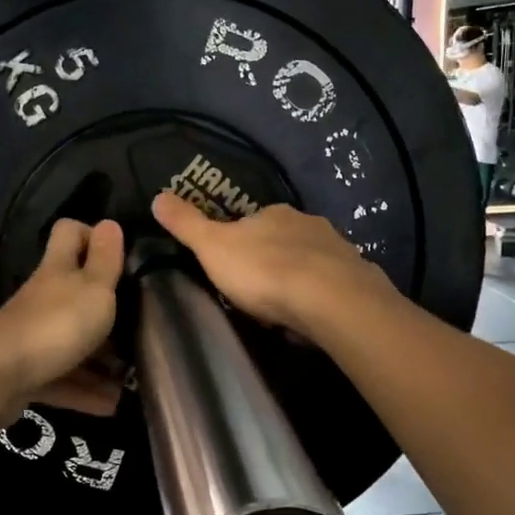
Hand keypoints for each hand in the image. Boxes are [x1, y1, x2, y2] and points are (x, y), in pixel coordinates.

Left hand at [0, 218, 123, 416]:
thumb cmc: (55, 325)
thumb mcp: (94, 288)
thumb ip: (105, 259)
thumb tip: (110, 222)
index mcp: (58, 271)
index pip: (68, 233)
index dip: (91, 235)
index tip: (118, 254)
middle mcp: (44, 298)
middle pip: (75, 294)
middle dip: (106, 309)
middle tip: (138, 325)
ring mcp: (33, 336)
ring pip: (72, 342)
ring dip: (101, 361)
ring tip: (131, 378)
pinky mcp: (26, 372)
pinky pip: (63, 379)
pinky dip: (86, 392)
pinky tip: (111, 406)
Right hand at [150, 193, 388, 333]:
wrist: (330, 300)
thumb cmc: (264, 271)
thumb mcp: (213, 247)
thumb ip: (187, 224)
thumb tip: (157, 195)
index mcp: (274, 214)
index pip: (252, 222)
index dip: (239, 244)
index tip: (231, 269)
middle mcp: (308, 223)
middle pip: (283, 241)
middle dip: (271, 262)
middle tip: (257, 293)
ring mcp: (337, 250)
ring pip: (310, 262)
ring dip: (298, 280)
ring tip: (284, 310)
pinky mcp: (357, 278)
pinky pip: (332, 286)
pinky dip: (321, 298)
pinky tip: (312, 319)